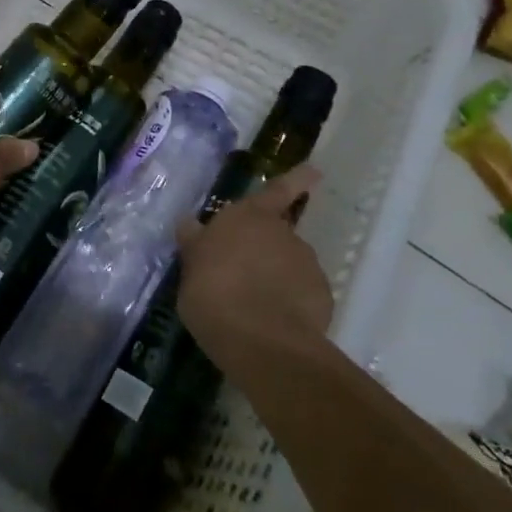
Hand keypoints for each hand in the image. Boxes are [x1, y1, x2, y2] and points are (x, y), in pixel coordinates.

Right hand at [176, 164, 331, 366]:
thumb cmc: (213, 292)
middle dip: (266, 251)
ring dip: (277, 278)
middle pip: (278, 234)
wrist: (260, 341)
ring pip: (290, 266)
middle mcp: (283, 232)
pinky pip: (303, 295)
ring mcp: (306, 264)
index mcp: (250, 216)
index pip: (277, 189)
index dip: (297, 179)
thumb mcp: (191, 265)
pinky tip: (275, 324)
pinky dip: (292, 304)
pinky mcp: (322, 297)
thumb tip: (190, 224)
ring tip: (255, 307)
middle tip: (244, 277)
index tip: (315, 171)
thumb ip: (197, 244)